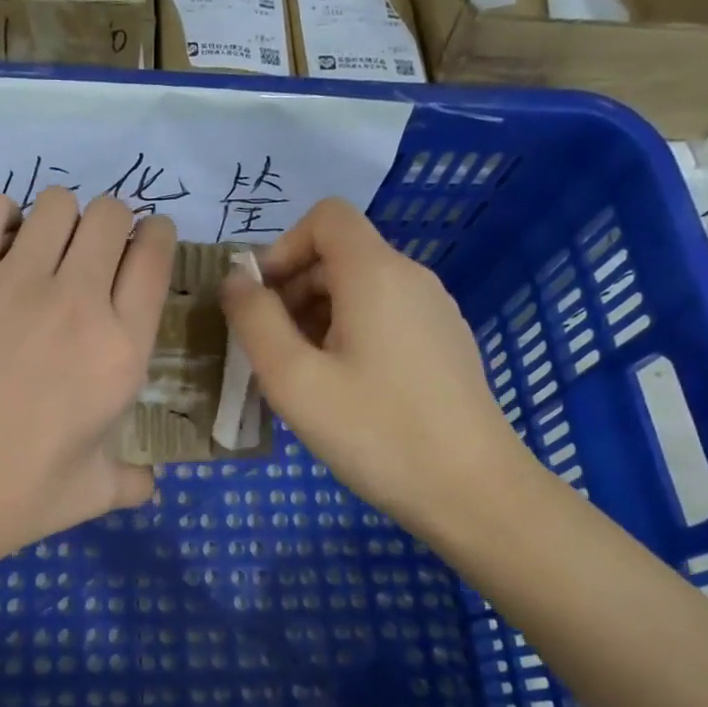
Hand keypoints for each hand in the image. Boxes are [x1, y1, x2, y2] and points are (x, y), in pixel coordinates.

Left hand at [0, 187, 175, 561]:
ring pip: (57, 203)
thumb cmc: (22, 496)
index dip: (157, 236)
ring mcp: (17, 283)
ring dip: (60, 218)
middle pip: (112, 214)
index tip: (147, 240)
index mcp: (122, 350)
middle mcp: (79, 302)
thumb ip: (134, 480)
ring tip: (44, 248)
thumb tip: (149, 483)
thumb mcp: (97, 492)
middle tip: (93, 251)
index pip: (155, 257)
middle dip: (112, 222)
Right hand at [219, 197, 530, 535]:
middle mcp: (411, 278)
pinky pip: (384, 317)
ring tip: (301, 377)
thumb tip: (236, 280)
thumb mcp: (294, 379)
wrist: (472, 490)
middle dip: (293, 289)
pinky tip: (342, 390)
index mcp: (375, 273)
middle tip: (270, 351)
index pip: (325, 216)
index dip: (283, 247)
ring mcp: (435, 311)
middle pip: (339, 254)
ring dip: (316, 317)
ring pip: (360, 288)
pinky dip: (349, 334)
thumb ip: (255, 321)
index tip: (262, 301)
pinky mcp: (444, 343)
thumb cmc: (375, 431)